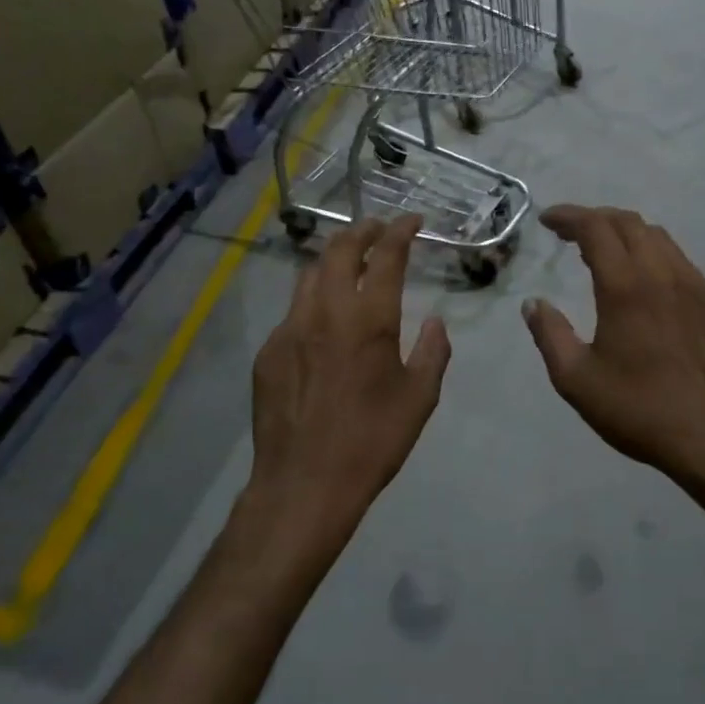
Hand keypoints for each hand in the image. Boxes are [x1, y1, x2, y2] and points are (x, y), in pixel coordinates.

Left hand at [248, 216, 450, 542]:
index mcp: (369, 319)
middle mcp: (326, 311)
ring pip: (309, 274)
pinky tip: (321, 323)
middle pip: (340, 249)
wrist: (305, 483)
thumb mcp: (419, 399)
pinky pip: (292, 312)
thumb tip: (436, 323)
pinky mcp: (268, 351)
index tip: (412, 220)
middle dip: (362, 230)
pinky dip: (313, 301)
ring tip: (348, 262)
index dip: (401, 231)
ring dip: (333, 259)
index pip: (386, 256)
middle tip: (378, 229)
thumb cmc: (372, 441)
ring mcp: (290, 328)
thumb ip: (432, 352)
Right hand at [523, 206, 704, 486]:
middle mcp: (663, 274)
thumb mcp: (576, 379)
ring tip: (603, 250)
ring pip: (658, 236)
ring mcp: (694, 286)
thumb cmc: (639, 408)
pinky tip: (643, 278)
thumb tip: (534, 304)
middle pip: (628, 222)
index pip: (596, 228)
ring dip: (625, 232)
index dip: (568, 216)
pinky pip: (678, 259)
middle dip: (594, 218)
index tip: (547, 220)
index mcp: (626, 287)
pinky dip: (651, 252)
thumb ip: (549, 335)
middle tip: (569, 233)